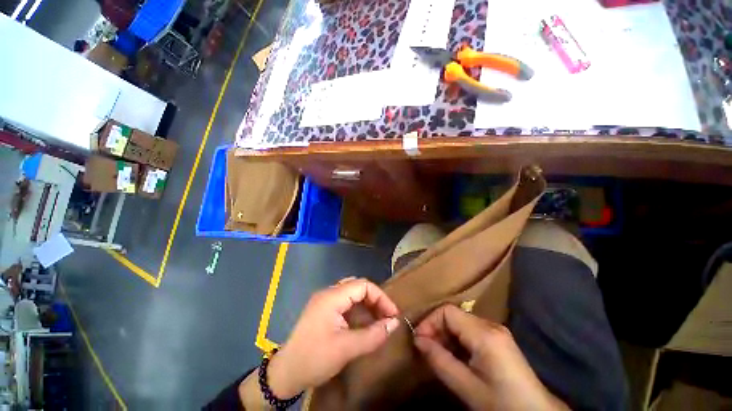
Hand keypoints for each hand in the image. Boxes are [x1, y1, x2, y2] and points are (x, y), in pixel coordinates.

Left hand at [267, 278, 399, 398]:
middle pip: (357, 287)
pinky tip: (362, 323)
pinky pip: (345, 303)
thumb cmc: (315, 359)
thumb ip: (373, 335)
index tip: (392, 314)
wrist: (285, 373)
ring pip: (351, 293)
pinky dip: (357, 310)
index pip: (363, 285)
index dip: (380, 297)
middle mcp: (328, 293)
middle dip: (374, 300)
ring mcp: (324, 300)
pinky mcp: (323, 310)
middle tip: (386, 317)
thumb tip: (395, 323)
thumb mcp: (347, 349)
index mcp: (332, 297)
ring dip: (366, 304)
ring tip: (377, 320)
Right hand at [414, 304, 567, 410]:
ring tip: (437, 353)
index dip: (430, 321)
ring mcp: (496, 331)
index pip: (447, 311)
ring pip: (460, 322)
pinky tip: (454, 356)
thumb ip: (440, 361)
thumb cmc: (501, 404)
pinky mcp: (498, 339)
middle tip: (425, 348)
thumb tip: (418, 340)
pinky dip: (457, 340)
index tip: (419, 340)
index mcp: (485, 334)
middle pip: (454, 315)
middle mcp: (490, 325)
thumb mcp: (467, 387)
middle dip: (436, 329)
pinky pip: (470, 330)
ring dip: (445, 335)